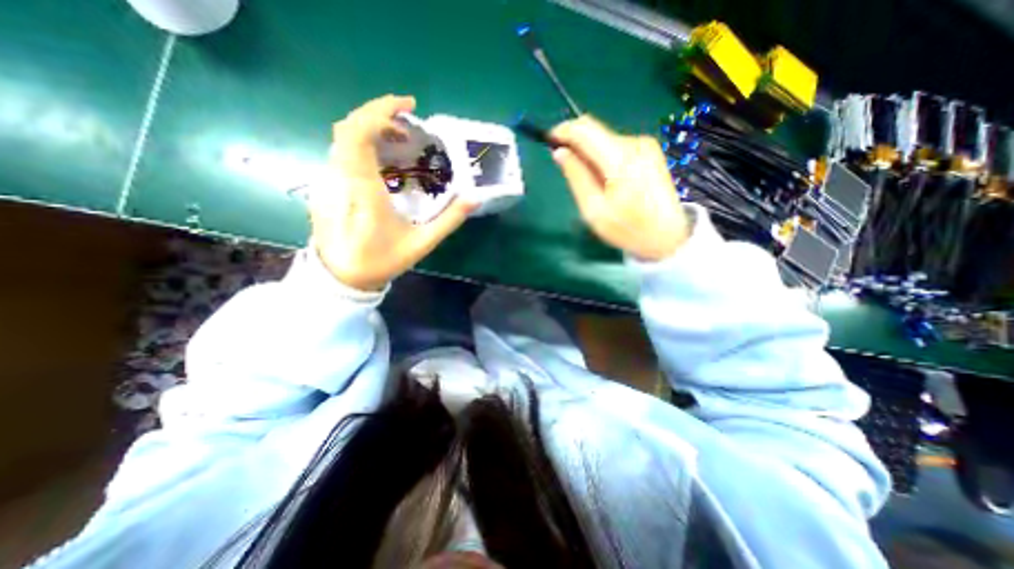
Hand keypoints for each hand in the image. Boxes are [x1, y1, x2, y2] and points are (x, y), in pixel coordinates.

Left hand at [311, 96, 478, 289]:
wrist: (343, 277)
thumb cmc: (382, 260)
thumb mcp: (422, 243)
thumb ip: (449, 220)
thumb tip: (474, 198)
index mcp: (363, 190)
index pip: (359, 134)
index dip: (380, 111)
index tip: (409, 107)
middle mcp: (340, 178)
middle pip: (349, 128)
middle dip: (379, 114)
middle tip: (409, 122)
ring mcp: (328, 181)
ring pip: (343, 139)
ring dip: (372, 128)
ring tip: (400, 137)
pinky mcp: (326, 185)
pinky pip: (343, 153)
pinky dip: (364, 143)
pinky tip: (384, 158)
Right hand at [553, 116, 689, 261]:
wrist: (667, 236)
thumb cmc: (628, 229)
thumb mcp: (594, 210)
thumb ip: (576, 177)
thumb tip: (560, 152)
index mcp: (620, 159)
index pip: (584, 129)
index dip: (563, 131)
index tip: (548, 141)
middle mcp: (634, 143)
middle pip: (594, 131)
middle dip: (575, 144)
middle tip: (565, 167)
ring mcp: (645, 145)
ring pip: (604, 139)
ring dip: (589, 154)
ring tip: (589, 183)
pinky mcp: (649, 151)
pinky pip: (616, 146)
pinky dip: (603, 158)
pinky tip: (605, 180)